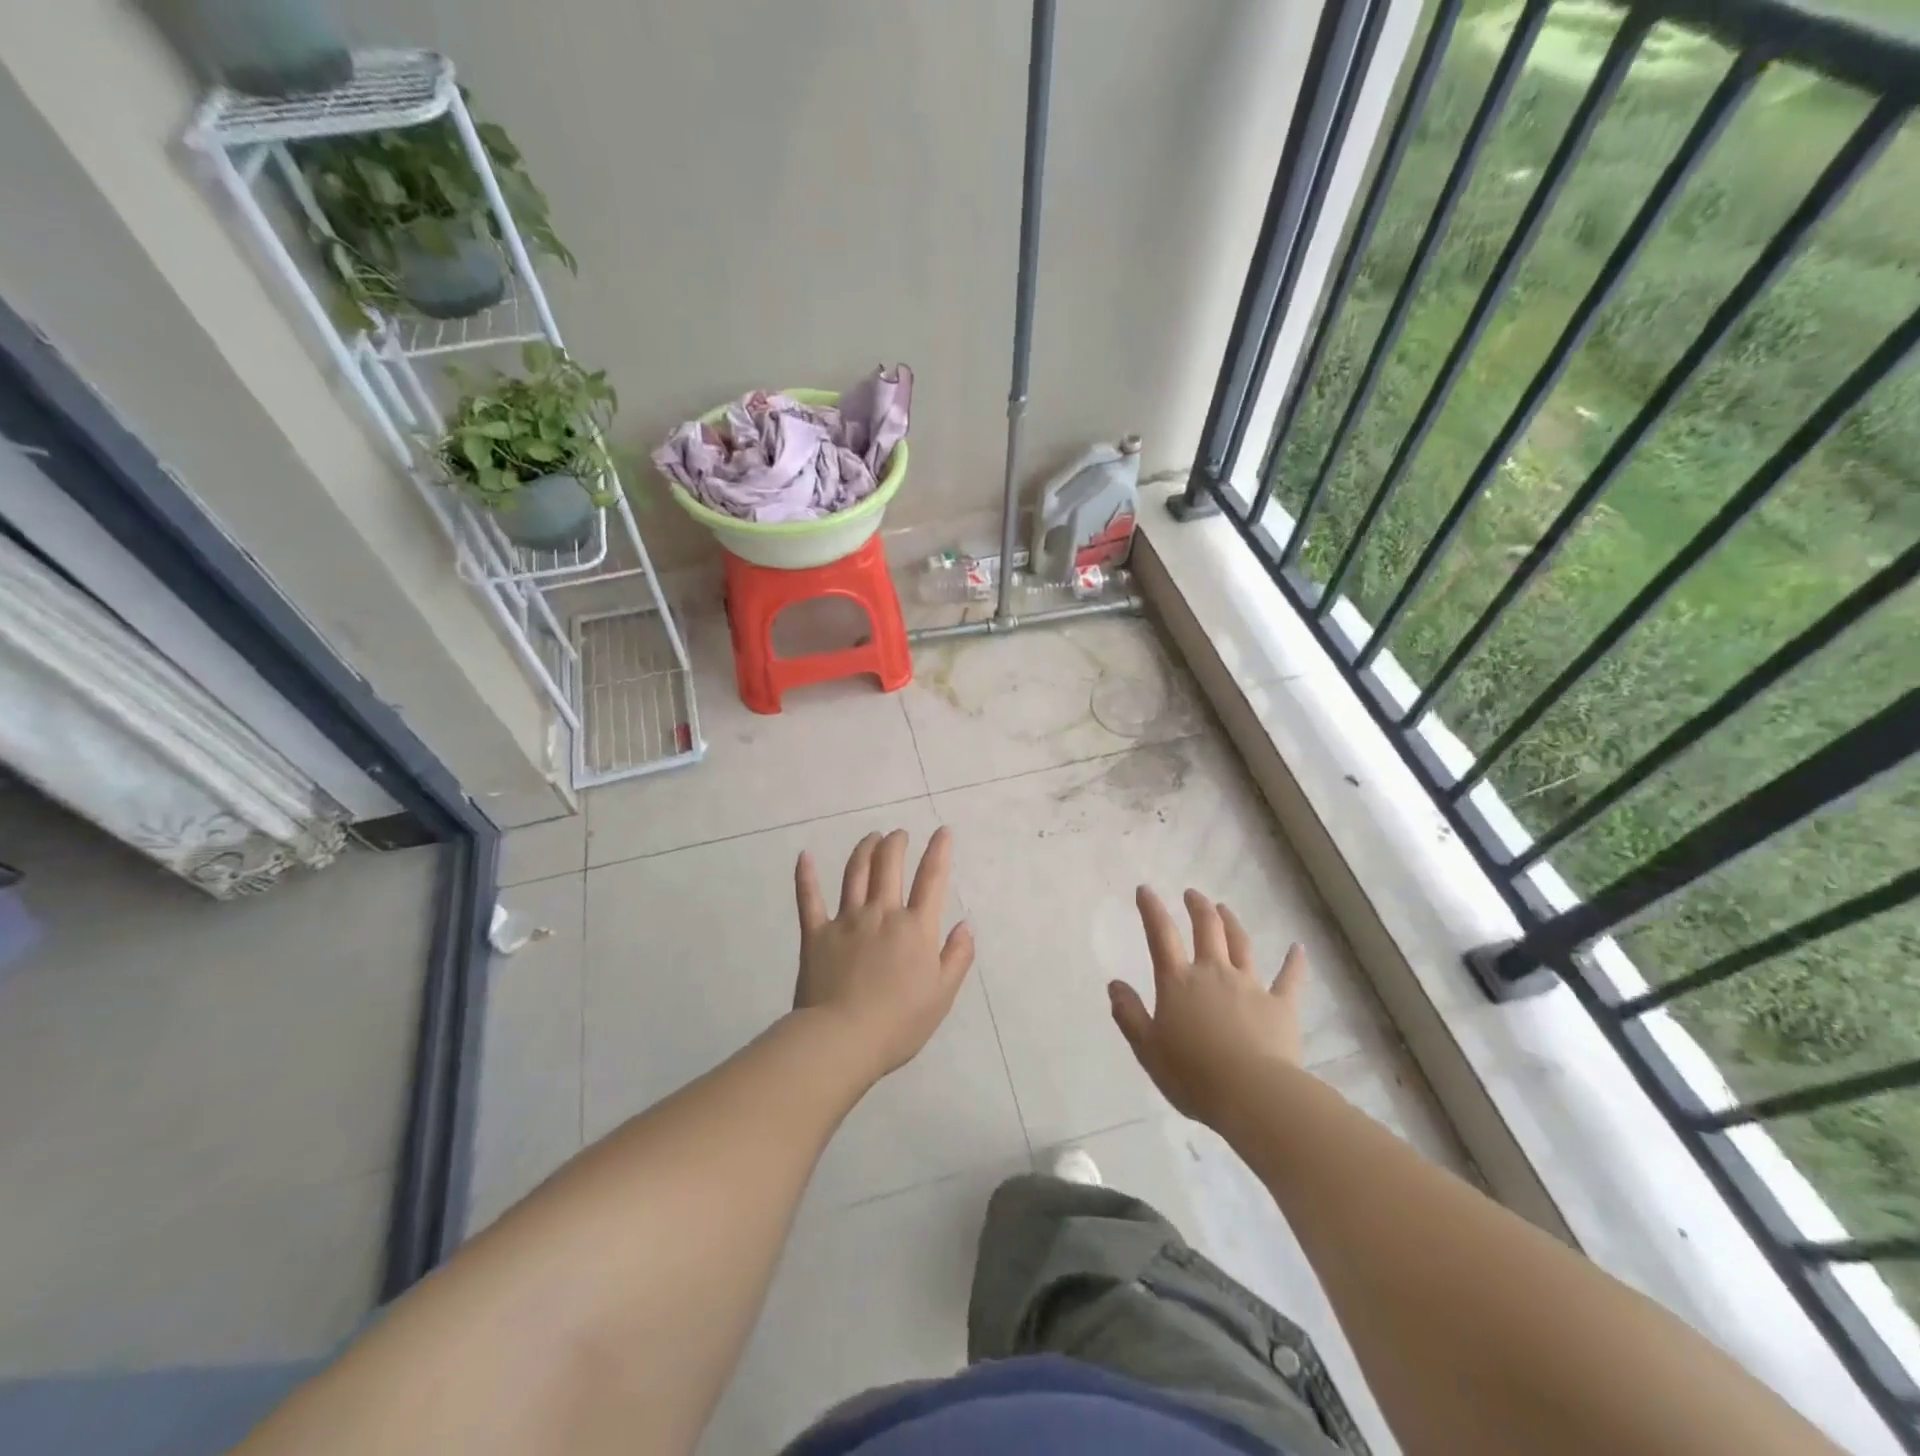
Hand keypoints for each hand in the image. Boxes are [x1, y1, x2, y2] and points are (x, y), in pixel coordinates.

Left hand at [793, 827, 974, 1081]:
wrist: (842, 1039)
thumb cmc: (899, 1023)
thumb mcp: (942, 995)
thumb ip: (957, 957)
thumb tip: (965, 925)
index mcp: (915, 928)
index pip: (932, 879)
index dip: (939, 852)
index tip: (942, 831)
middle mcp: (882, 913)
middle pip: (889, 866)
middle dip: (896, 843)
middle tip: (899, 834)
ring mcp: (846, 920)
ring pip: (855, 873)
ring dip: (865, 850)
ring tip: (871, 837)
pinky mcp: (815, 933)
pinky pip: (809, 898)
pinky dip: (806, 876)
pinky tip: (804, 857)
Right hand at [1109, 886, 1305, 1130]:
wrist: (1253, 1095)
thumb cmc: (1193, 1074)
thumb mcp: (1147, 1048)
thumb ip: (1129, 1014)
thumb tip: (1114, 984)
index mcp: (1178, 982)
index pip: (1161, 936)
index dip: (1152, 910)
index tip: (1146, 890)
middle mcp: (1214, 973)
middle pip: (1207, 929)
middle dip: (1198, 907)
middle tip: (1192, 894)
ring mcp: (1250, 986)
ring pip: (1241, 944)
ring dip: (1232, 923)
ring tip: (1224, 908)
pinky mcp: (1281, 1006)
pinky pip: (1289, 978)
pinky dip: (1294, 962)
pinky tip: (1297, 948)